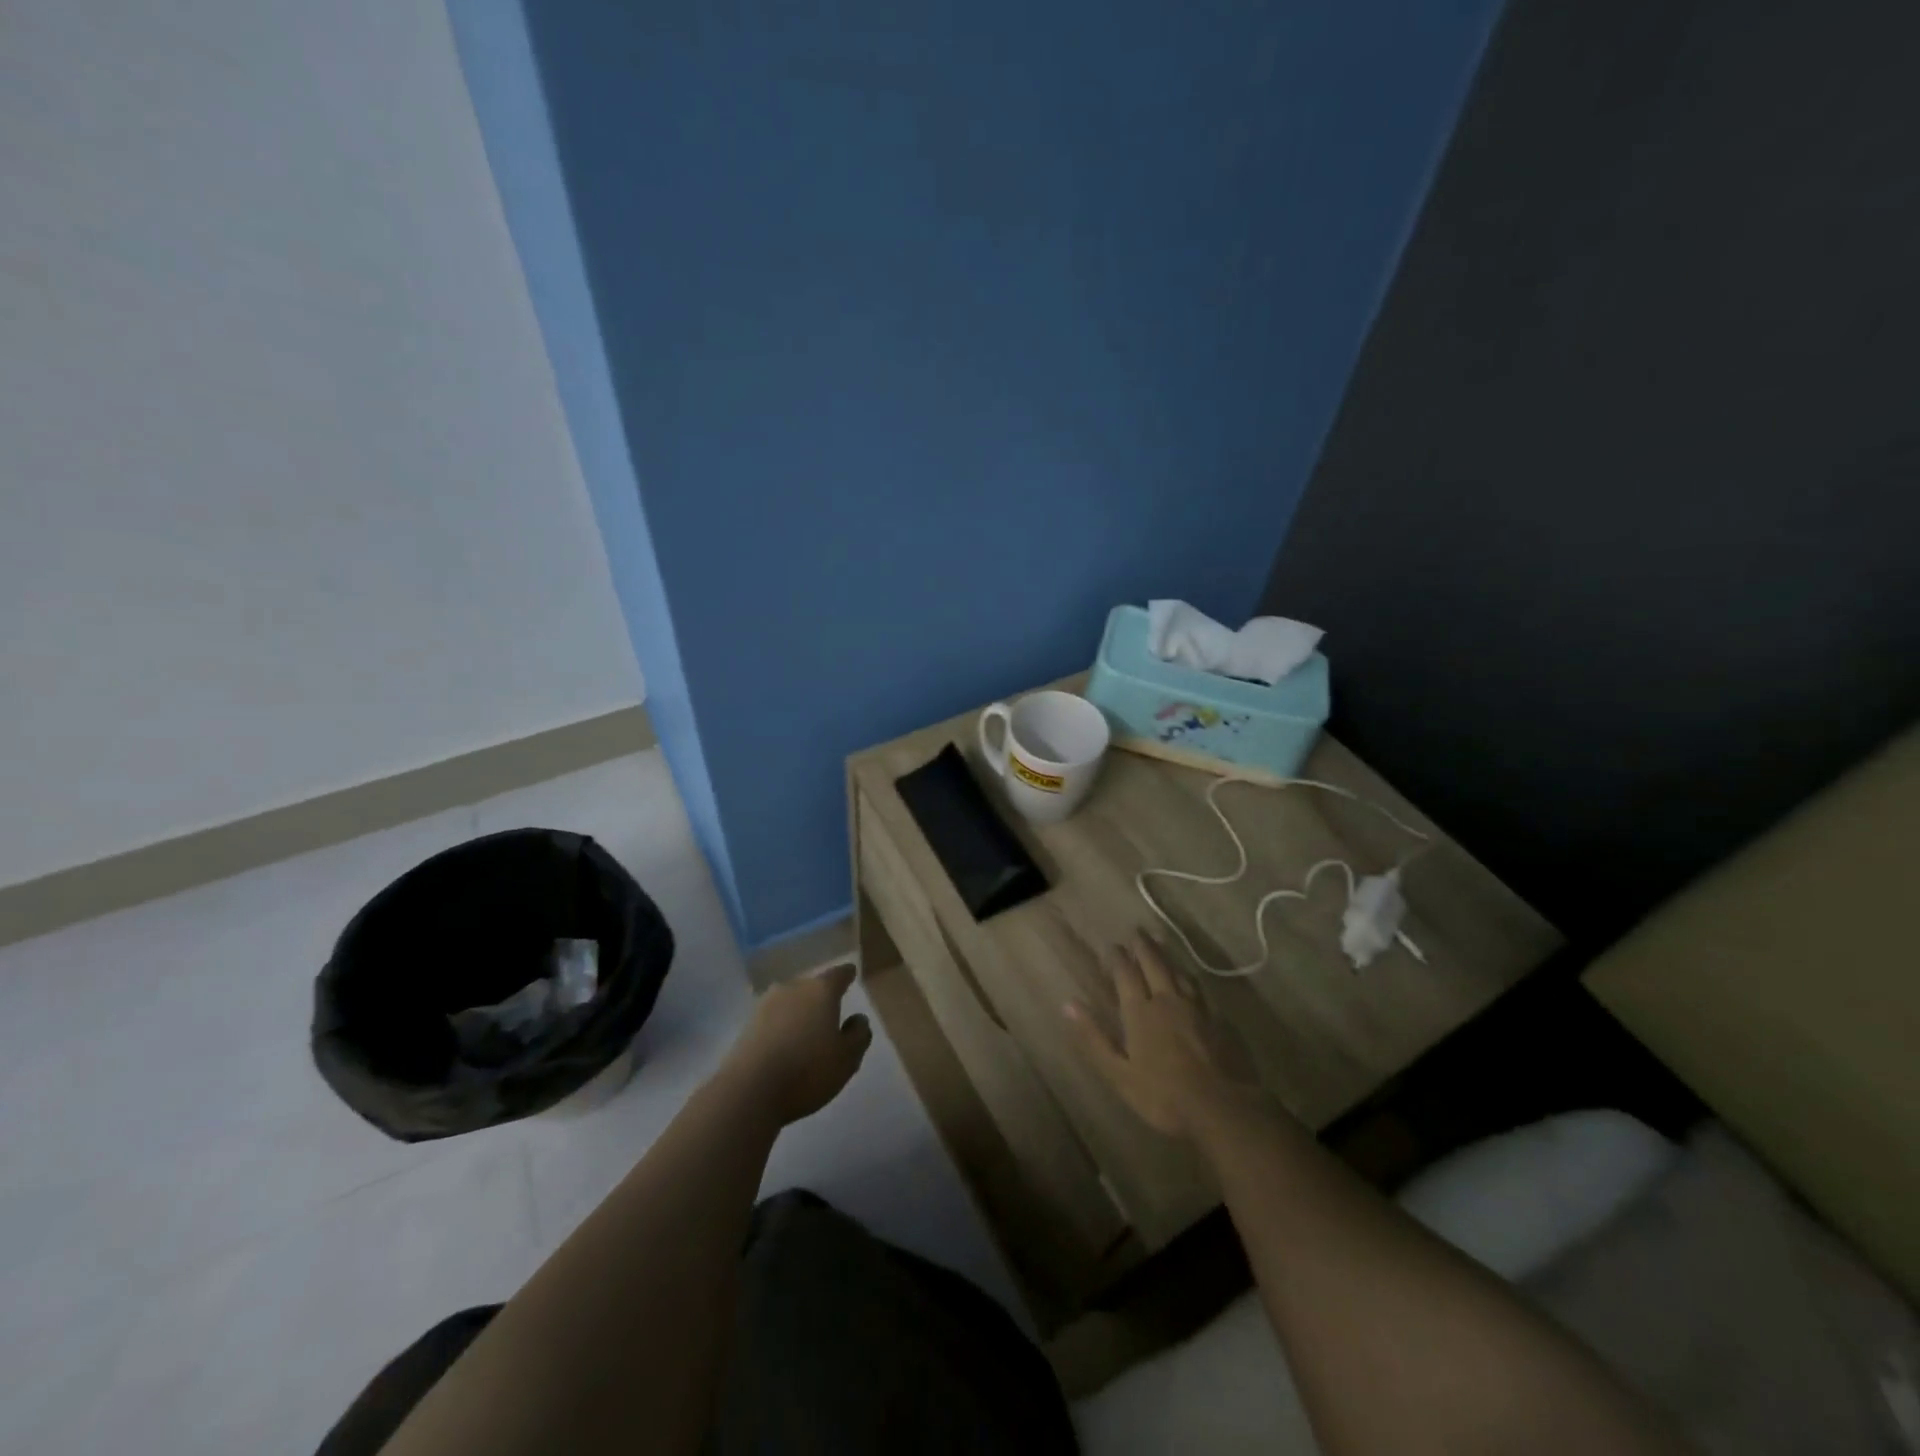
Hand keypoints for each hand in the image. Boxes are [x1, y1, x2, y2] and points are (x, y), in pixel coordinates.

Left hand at [721, 962, 872, 1126]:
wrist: (748, 1091)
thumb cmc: (807, 1071)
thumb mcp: (848, 1058)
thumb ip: (859, 1035)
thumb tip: (857, 1018)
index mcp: (821, 991)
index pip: (838, 974)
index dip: (847, 975)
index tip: (851, 974)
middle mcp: (792, 988)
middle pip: (811, 987)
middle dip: (821, 998)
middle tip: (830, 1015)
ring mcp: (765, 1005)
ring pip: (790, 1003)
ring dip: (799, 1014)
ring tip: (807, 1034)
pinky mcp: (746, 1026)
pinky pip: (773, 1021)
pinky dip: (782, 1028)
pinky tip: (785, 1047)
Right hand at [1065, 933, 1255, 1139]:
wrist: (1219, 1108)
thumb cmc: (1162, 1095)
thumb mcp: (1118, 1073)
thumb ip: (1094, 1037)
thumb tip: (1069, 1003)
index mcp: (1140, 1011)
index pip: (1126, 974)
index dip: (1118, 958)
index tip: (1113, 946)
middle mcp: (1166, 1000)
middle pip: (1154, 964)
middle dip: (1143, 946)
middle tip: (1137, 931)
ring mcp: (1194, 1008)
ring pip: (1178, 972)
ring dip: (1166, 956)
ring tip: (1160, 943)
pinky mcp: (1216, 1019)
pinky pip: (1198, 988)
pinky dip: (1188, 976)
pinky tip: (1189, 978)